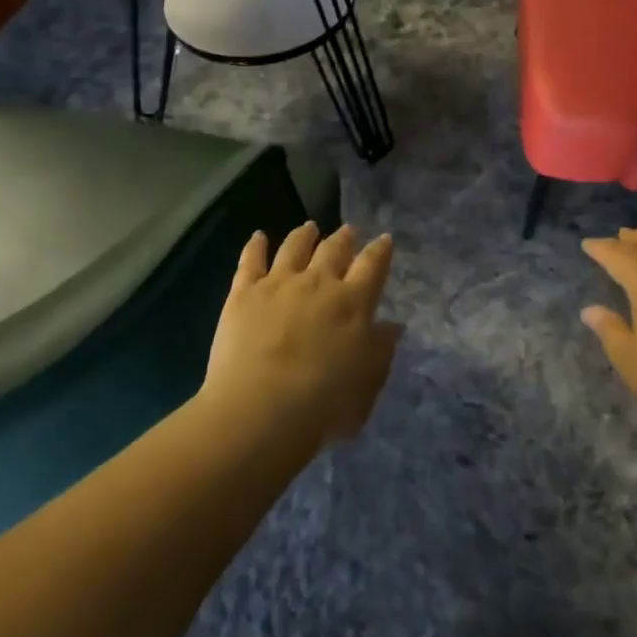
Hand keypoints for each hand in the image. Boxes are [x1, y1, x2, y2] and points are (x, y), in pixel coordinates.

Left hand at [204, 222, 400, 445]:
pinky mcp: (244, 291)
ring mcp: (279, 282)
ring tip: (309, 227)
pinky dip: (256, 245)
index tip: (384, 239)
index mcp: (353, 302)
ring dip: (304, 235)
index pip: (372, 265)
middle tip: (348, 230)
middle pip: (334, 249)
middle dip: (344, 238)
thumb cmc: (323, 405)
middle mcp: (318, 282)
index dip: (380, 250)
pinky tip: (259, 236)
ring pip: (295, 246)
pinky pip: (251, 259)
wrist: (260, 408)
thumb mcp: (367, 384)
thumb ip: (381, 351)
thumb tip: (392, 326)